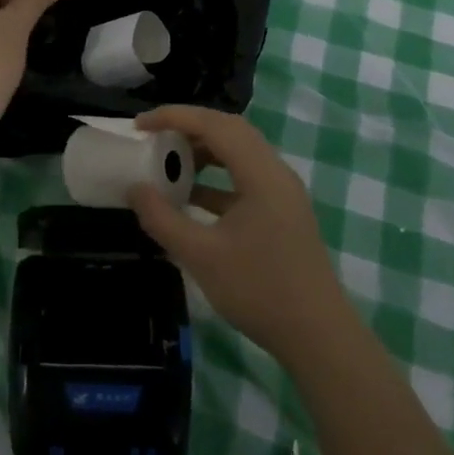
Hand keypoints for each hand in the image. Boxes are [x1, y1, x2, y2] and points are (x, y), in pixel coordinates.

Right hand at [127, 106, 352, 364]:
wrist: (318, 337)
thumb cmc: (260, 291)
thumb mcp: (202, 256)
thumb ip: (163, 219)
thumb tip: (135, 189)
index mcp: (262, 174)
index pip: (215, 125)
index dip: (174, 117)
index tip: (139, 126)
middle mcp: (276, 173)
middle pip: (230, 131)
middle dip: (188, 127)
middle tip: (153, 136)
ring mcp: (282, 193)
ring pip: (238, 153)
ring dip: (203, 151)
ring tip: (168, 161)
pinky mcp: (281, 212)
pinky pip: (244, 178)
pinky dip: (215, 178)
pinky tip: (190, 196)